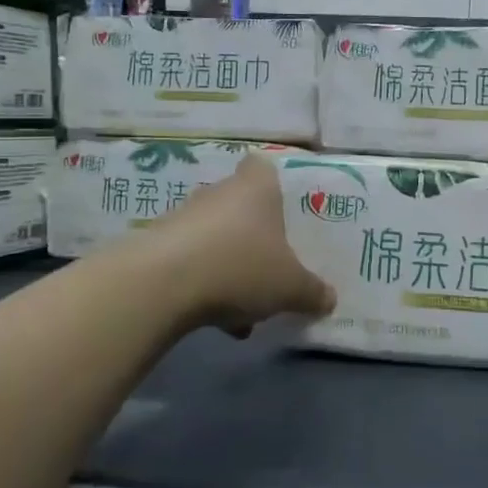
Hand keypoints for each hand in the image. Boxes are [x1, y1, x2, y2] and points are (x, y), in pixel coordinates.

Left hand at [150, 154, 335, 335]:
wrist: (162, 284)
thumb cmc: (241, 266)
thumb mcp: (291, 287)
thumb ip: (313, 291)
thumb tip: (329, 298)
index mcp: (256, 188)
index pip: (263, 167)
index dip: (273, 184)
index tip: (283, 209)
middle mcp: (218, 192)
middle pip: (241, 207)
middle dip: (255, 236)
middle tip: (272, 266)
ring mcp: (184, 217)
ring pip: (217, 238)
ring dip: (230, 267)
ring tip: (247, 309)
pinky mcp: (157, 245)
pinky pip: (192, 262)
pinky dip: (205, 285)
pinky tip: (218, 321)